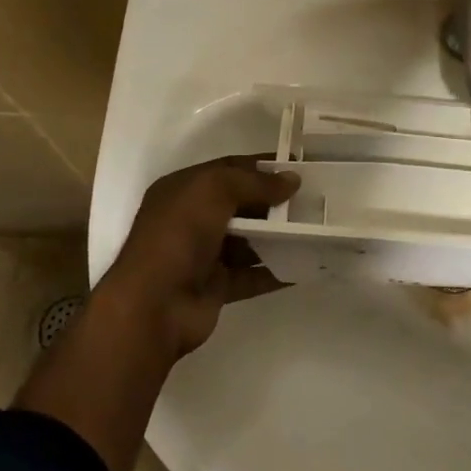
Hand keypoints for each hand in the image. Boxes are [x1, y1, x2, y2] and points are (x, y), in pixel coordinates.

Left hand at [95, 155, 299, 360]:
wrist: (154, 304)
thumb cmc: (179, 235)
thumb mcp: (214, 190)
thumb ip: (255, 182)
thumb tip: (293, 180)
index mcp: (183, 190)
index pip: (228, 169)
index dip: (262, 166)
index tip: (298, 167)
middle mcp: (191, 220)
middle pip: (241, 205)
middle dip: (274, 202)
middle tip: (313, 201)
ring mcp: (203, 256)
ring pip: (248, 240)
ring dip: (278, 236)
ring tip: (316, 230)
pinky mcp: (216, 287)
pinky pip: (252, 275)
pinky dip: (276, 270)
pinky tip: (305, 264)